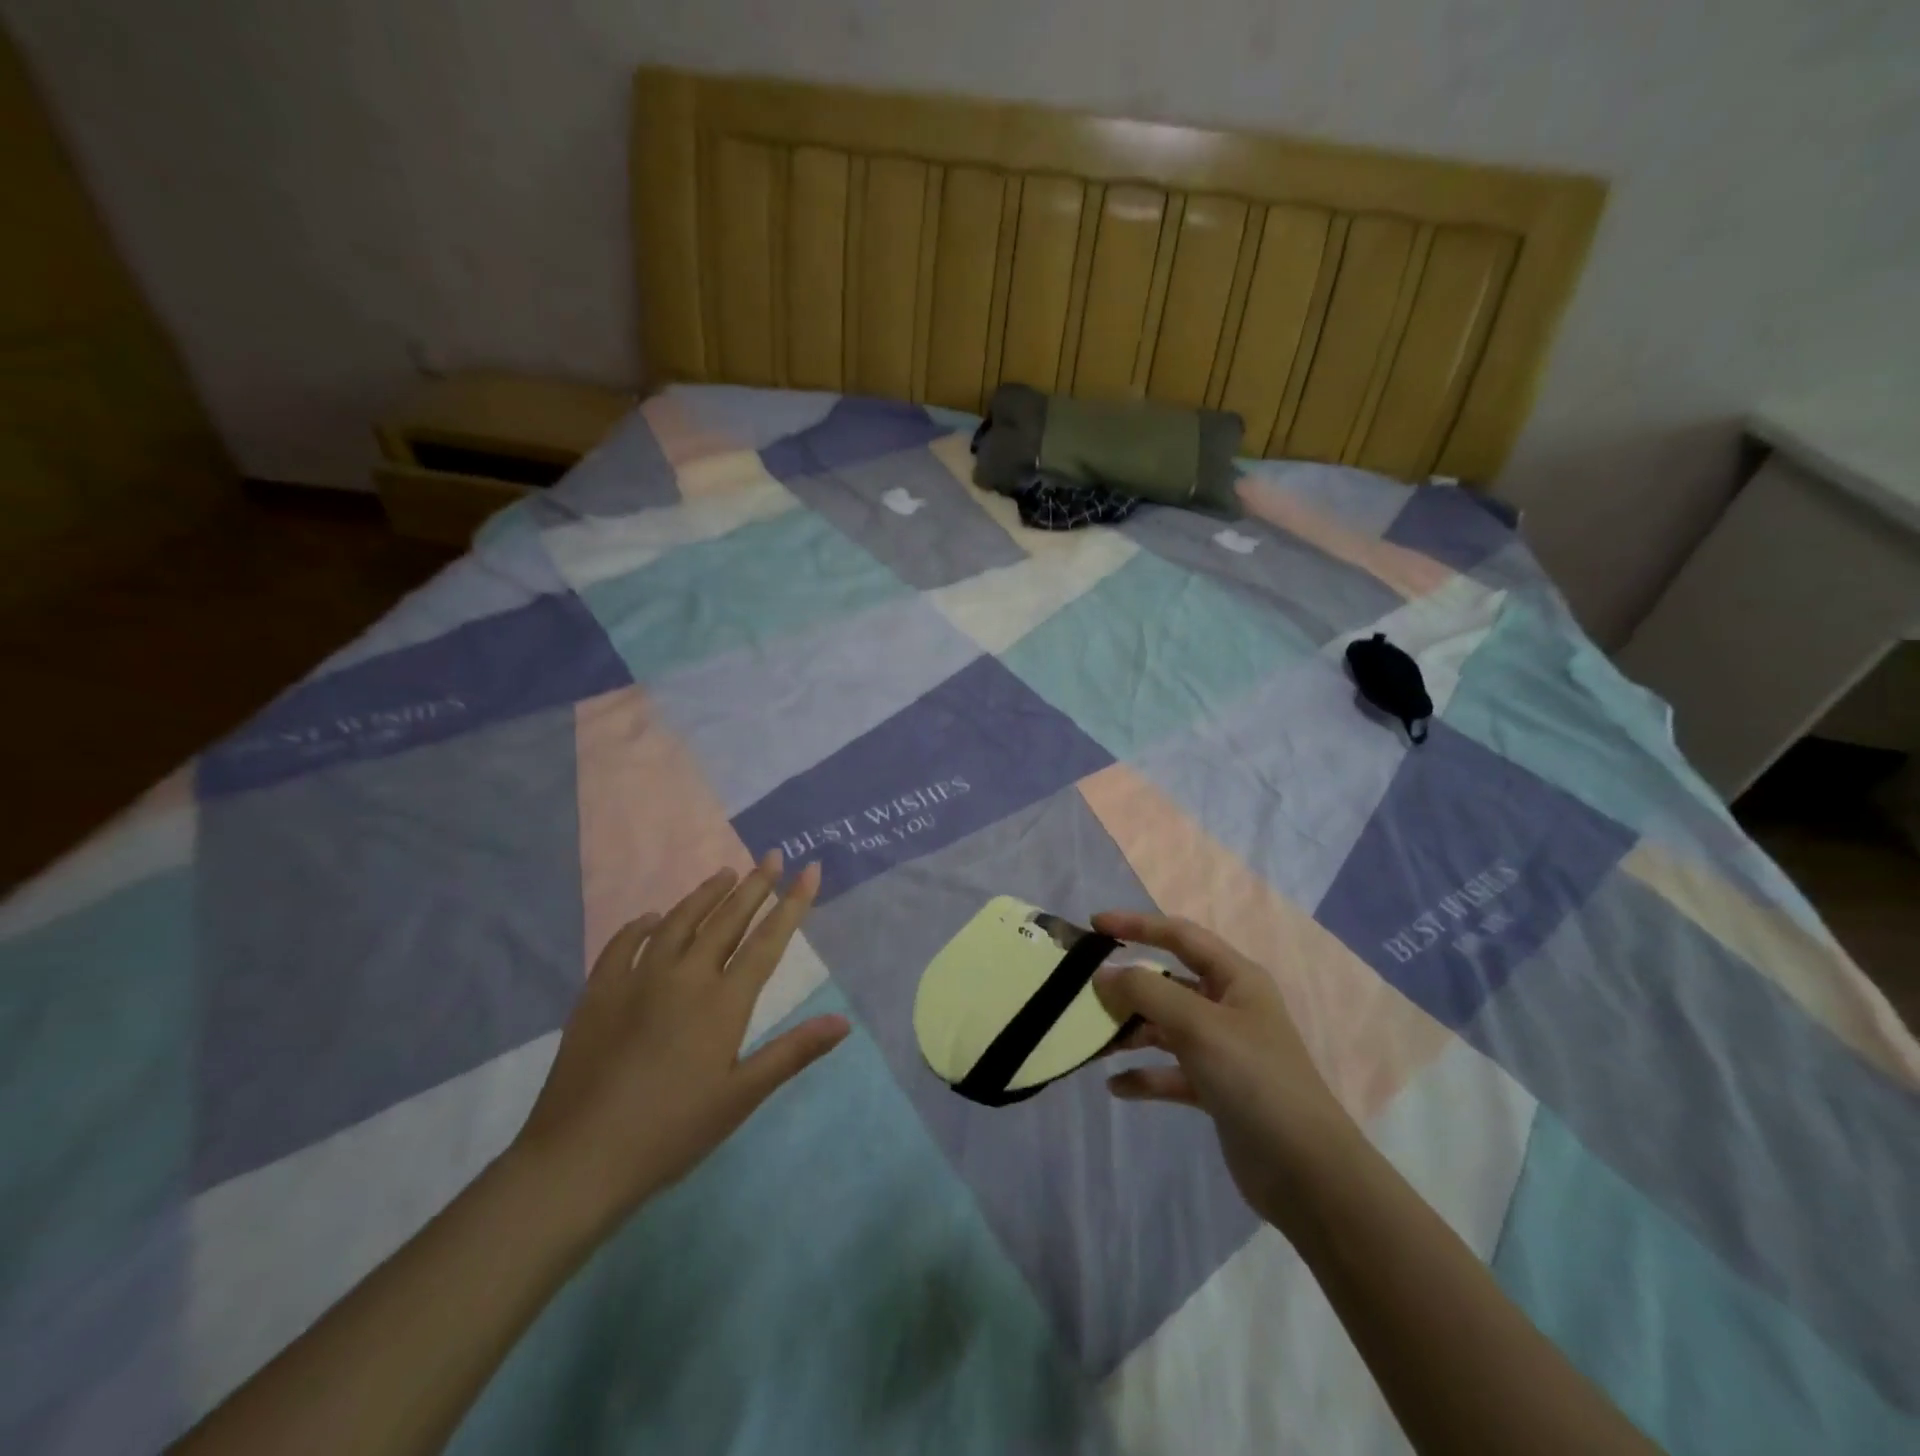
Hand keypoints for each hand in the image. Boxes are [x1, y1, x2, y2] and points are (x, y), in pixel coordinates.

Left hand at [512, 853, 849, 1237]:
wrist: (580, 1158)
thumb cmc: (671, 1132)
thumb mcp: (741, 1097)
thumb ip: (793, 1052)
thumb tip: (844, 1022)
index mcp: (723, 1002)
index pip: (767, 940)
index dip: (793, 903)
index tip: (810, 869)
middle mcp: (684, 977)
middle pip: (726, 920)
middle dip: (754, 885)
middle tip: (771, 856)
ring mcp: (637, 980)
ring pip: (678, 921)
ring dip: (705, 894)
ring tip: (725, 873)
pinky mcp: (599, 992)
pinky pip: (623, 944)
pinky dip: (641, 925)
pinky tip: (651, 918)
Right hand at [1091, 911, 1355, 1231]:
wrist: (1307, 1173)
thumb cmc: (1254, 1079)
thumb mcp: (1198, 1026)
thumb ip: (1146, 993)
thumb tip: (1103, 974)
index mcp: (1236, 979)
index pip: (1180, 936)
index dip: (1138, 925)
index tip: (1095, 925)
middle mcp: (1228, 1007)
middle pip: (1168, 983)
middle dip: (1127, 986)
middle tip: (1083, 992)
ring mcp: (1222, 1050)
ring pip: (1165, 1028)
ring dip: (1130, 1033)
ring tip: (1092, 1043)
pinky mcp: (1215, 1090)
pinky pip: (1170, 1072)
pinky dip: (1144, 1076)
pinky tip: (1116, 1087)